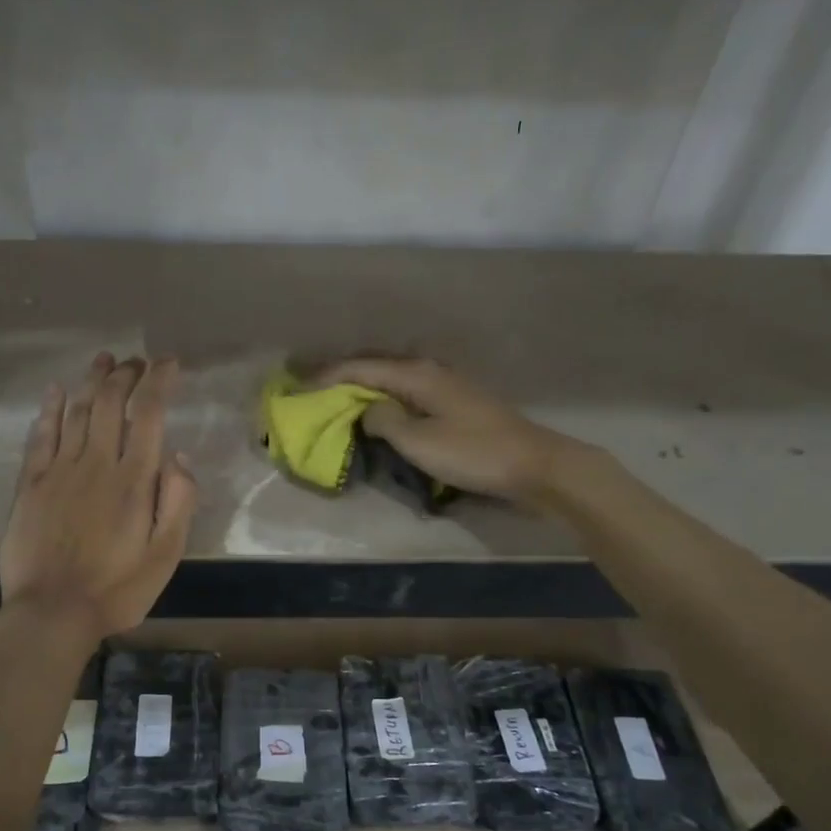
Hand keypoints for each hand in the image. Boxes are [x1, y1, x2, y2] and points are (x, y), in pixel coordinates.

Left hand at [0, 353, 197, 639]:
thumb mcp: (166, 555)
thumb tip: (178, 456)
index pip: (148, 414)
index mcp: (134, 480)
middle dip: (126, 375)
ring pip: (75, 411)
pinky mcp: (31, 484)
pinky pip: (40, 436)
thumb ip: (178, 502)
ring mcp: (59, 471)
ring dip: (91, 381)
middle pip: (109, 403)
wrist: (52, 613)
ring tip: (104, 360)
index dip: (159, 382)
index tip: (169, 364)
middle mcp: (96, 463)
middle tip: (137, 362)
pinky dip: (49, 409)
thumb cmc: (117, 589)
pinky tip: (55, 392)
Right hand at [320, 357, 573, 504]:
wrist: (533, 465)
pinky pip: (406, 392)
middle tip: (311, 389)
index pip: (359, 367)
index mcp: (416, 374)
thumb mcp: (419, 442)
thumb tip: (366, 411)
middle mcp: (428, 370)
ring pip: (391, 378)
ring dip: (362, 386)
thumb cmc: (473, 453)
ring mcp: (444, 384)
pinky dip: (384, 398)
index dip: (326, 376)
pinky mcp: (454, 402)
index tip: (297, 386)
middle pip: (374, 366)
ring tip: (336, 399)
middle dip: (341, 376)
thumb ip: (384, 421)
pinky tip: (376, 410)